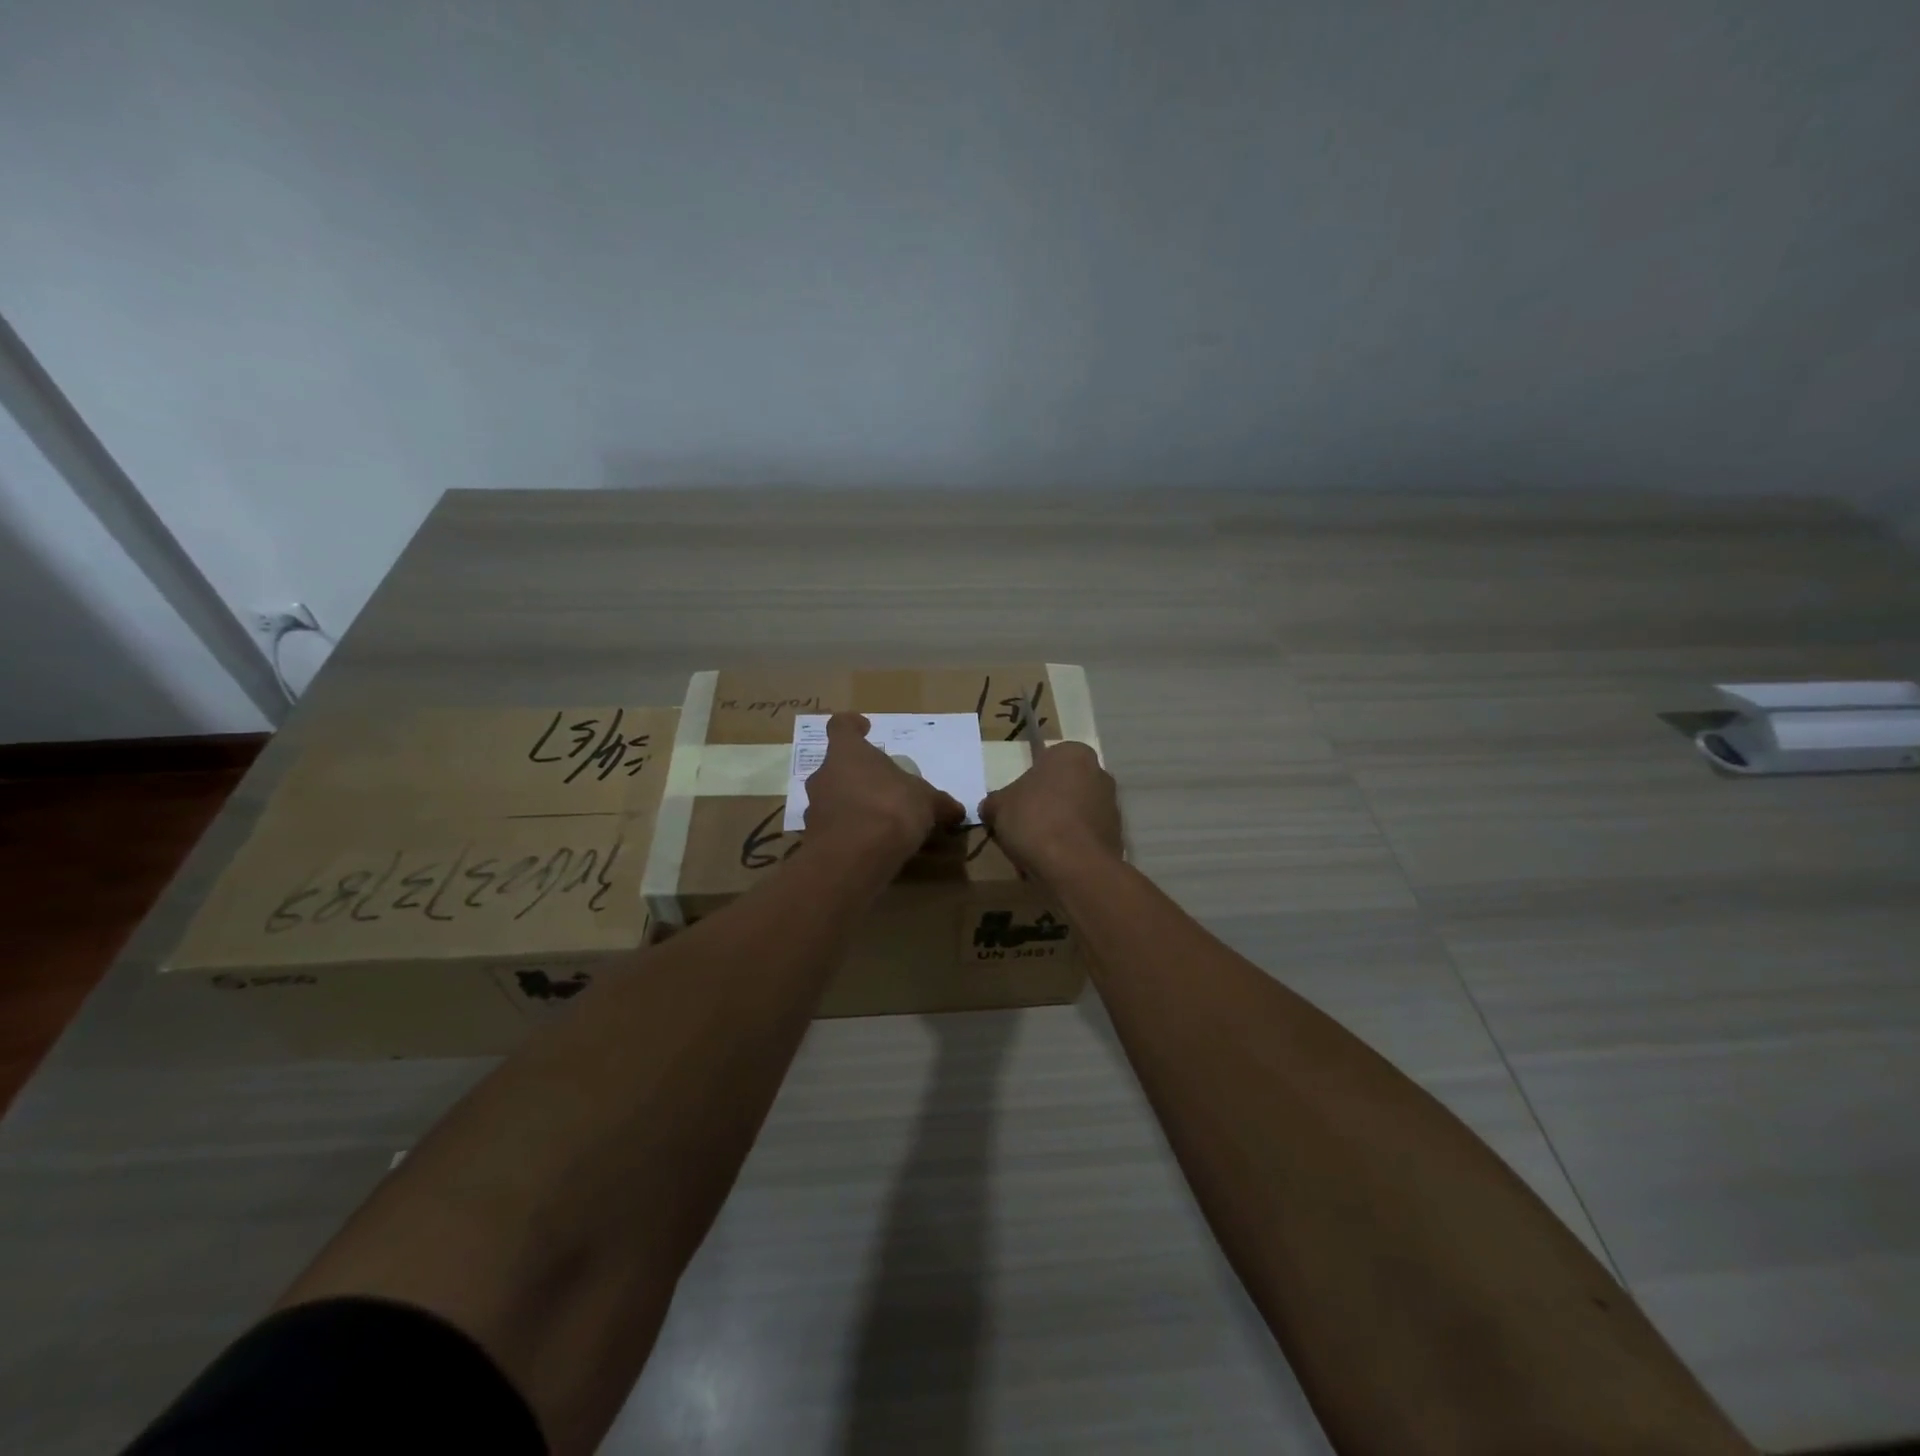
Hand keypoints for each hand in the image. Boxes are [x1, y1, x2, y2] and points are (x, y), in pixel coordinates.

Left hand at [803, 713, 966, 859]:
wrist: (853, 857)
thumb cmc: (890, 808)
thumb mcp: (926, 802)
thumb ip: (939, 803)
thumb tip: (956, 810)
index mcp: (848, 752)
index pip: (841, 726)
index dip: (853, 726)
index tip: (865, 728)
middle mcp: (824, 775)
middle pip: (837, 766)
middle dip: (858, 775)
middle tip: (882, 786)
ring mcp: (813, 808)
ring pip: (833, 798)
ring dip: (852, 805)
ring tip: (879, 821)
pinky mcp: (813, 839)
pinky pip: (833, 829)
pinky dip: (849, 833)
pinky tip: (870, 846)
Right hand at [979, 741, 1121, 881]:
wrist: (1074, 866)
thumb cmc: (1034, 820)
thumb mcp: (998, 807)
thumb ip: (995, 802)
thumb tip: (993, 808)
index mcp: (1072, 754)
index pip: (1045, 763)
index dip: (1026, 786)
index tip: (1015, 807)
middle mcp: (1099, 773)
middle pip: (1062, 789)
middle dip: (1044, 807)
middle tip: (1022, 830)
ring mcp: (1112, 805)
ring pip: (1073, 814)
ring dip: (1057, 829)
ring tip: (1035, 853)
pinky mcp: (1117, 835)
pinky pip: (1085, 837)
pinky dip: (1070, 847)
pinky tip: (1053, 864)